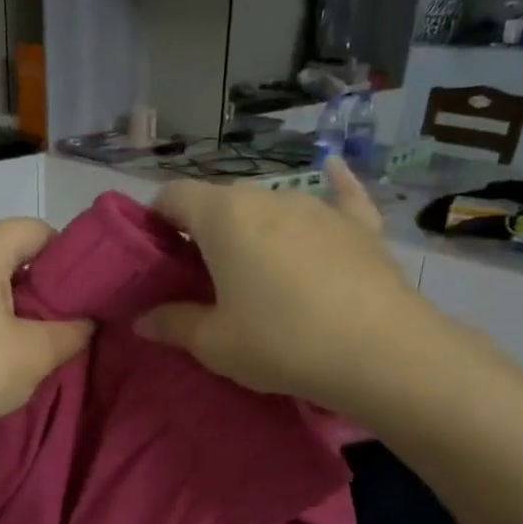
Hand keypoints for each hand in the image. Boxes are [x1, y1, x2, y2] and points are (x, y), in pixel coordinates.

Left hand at [0, 217, 91, 448]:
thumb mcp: (37, 353)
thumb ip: (73, 331)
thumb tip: (87, 323)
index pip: (35, 230)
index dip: (66, 256)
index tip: (82, 292)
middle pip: (8, 253)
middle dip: (41, 284)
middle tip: (63, 320)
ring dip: (13, 306)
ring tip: (32, 343)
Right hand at [137, 158, 434, 412]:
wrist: (379, 352)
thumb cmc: (280, 342)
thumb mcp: (214, 343)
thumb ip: (173, 324)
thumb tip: (143, 320)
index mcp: (224, 217)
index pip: (174, 195)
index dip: (156, 217)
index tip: (154, 251)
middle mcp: (269, 197)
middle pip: (221, 201)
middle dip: (203, 228)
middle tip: (200, 273)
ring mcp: (319, 207)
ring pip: (272, 204)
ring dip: (253, 226)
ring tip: (254, 265)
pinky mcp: (359, 225)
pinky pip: (341, 196)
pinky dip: (332, 187)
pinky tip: (333, 171)